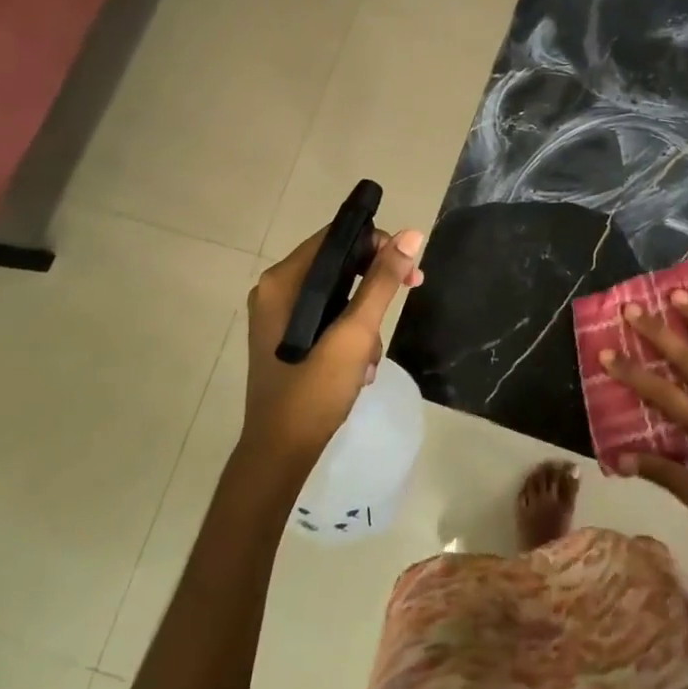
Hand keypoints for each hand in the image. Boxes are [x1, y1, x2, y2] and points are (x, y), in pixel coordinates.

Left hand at [241, 226, 424, 468]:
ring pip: (337, 295)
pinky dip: (349, 336)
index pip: (336, 237)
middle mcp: (276, 291)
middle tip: (411, 293)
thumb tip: (411, 235)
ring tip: (370, 357)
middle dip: (375, 286)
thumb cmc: (314, 389)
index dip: (377, 244)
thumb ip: (382, 281)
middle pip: (338, 265)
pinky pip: (328, 318)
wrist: (280, 453)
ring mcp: (279, 317)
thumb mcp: (355, 333)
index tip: (408, 269)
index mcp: (283, 281)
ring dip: (364, 320)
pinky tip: (359, 368)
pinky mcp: (287, 338)